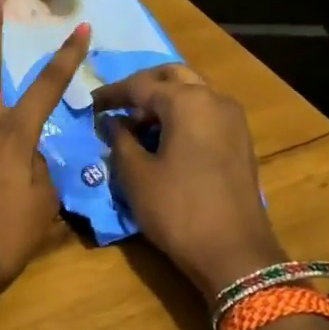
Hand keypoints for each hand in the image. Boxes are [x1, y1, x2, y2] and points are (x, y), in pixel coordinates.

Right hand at [91, 65, 285, 302]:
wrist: (234, 253)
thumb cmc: (177, 210)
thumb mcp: (136, 176)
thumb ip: (120, 140)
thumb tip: (112, 122)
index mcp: (187, 101)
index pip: (140, 84)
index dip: (111, 94)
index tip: (88, 105)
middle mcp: (214, 99)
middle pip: (173, 76)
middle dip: (142, 87)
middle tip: (116, 107)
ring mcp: (233, 119)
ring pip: (193, 92)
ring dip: (164, 101)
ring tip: (136, 126)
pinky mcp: (240, 140)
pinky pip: (206, 112)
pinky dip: (182, 116)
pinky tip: (163, 140)